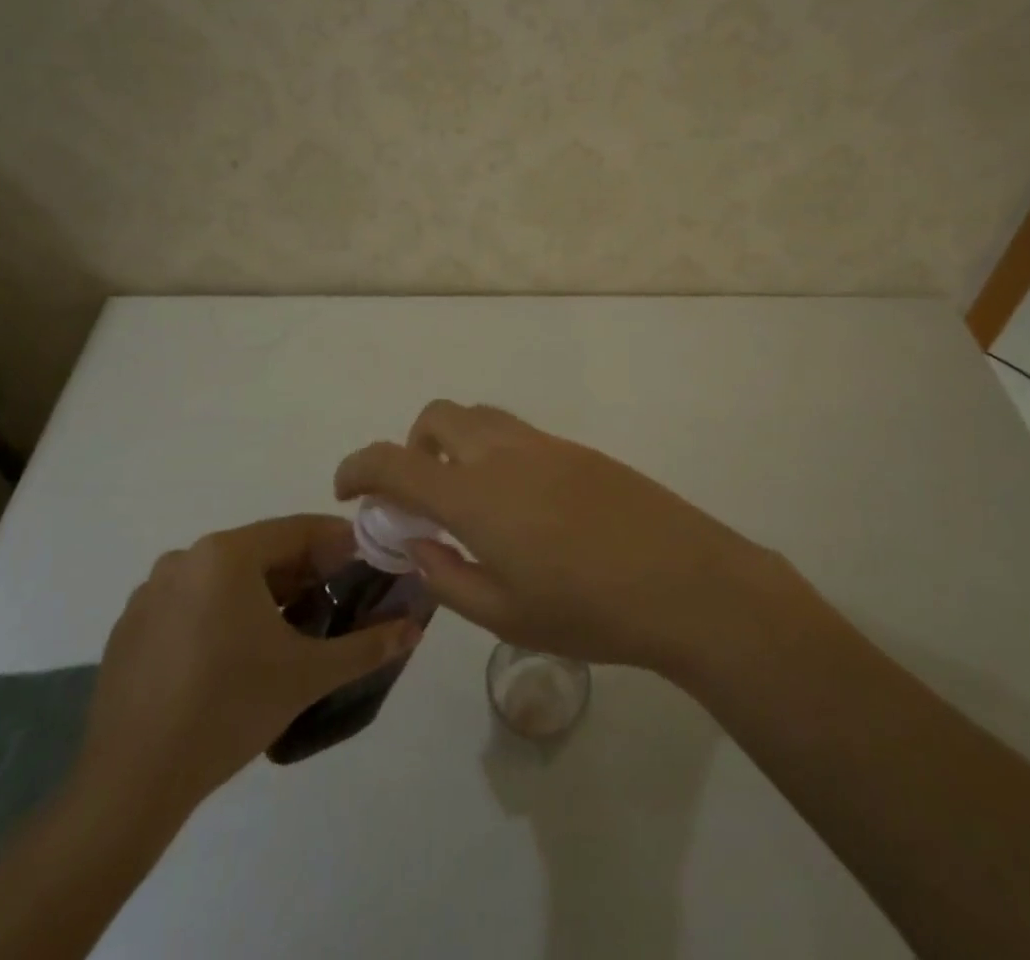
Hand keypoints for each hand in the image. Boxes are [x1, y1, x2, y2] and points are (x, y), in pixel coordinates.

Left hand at [69, 516, 422, 839]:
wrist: (130, 785)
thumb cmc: (228, 710)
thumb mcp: (308, 675)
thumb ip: (366, 646)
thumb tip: (414, 627)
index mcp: (226, 554)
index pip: (298, 530)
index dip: (338, 544)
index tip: (367, 564)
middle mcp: (185, 558)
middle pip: (261, 552)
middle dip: (303, 572)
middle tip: (335, 601)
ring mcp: (150, 592)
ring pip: (225, 578)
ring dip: (263, 594)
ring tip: (290, 632)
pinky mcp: (130, 627)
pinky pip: (191, 603)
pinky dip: (222, 614)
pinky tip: (235, 657)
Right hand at [335, 402, 791, 675]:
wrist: (683, 579)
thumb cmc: (588, 610)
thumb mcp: (504, 614)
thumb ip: (448, 578)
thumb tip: (420, 547)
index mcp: (475, 494)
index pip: (394, 461)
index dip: (358, 468)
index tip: (346, 488)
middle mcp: (502, 453)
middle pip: (437, 416)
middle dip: (412, 446)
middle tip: (421, 496)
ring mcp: (543, 444)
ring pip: (479, 416)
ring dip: (455, 443)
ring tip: (470, 499)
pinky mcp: (576, 448)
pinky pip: (516, 432)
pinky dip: (493, 450)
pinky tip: (521, 504)